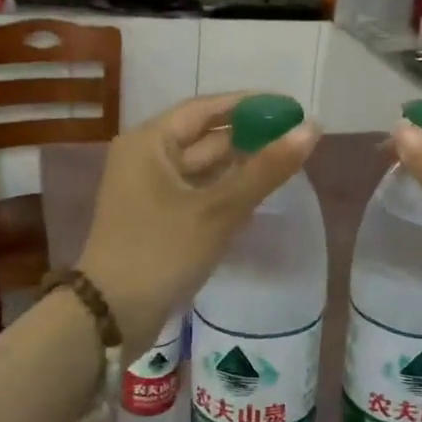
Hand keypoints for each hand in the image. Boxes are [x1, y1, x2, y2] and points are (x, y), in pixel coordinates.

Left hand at [78, 94, 320, 356]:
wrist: (110, 316)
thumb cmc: (161, 252)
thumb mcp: (218, 210)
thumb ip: (265, 169)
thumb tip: (311, 129)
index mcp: (149, 142)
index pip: (206, 108)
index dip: (250, 105)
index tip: (290, 109)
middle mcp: (145, 157)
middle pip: (204, 137)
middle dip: (248, 137)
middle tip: (296, 138)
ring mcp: (147, 189)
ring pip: (201, 167)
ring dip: (239, 166)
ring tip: (285, 164)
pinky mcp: (154, 217)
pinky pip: (195, 192)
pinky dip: (223, 191)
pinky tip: (256, 196)